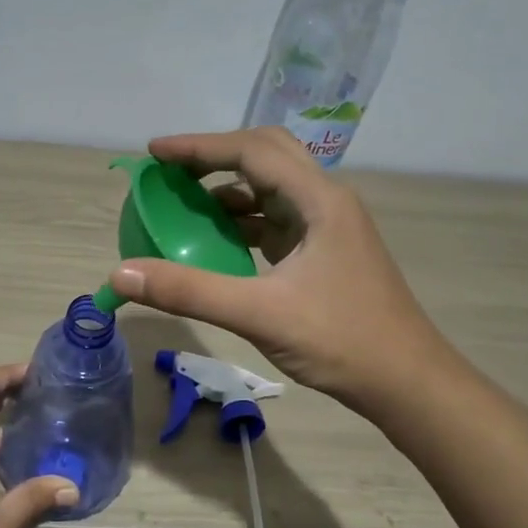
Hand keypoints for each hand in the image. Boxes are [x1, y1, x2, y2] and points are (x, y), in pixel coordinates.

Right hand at [105, 127, 443, 407]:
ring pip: (272, 188)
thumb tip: (121, 273)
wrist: (406, 381)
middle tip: (170, 171)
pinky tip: (217, 240)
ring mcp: (328, 227)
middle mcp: (326, 202)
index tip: (154, 153)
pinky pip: (276, 219)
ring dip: (229, 189)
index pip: (252, 151)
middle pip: (266, 156)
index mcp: (319, 201)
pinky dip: (242, 220)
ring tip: (184, 203)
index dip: (199, 147)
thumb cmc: (341, 341)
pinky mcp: (324, 252)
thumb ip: (189, 290)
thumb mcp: (259, 314)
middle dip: (215, 157)